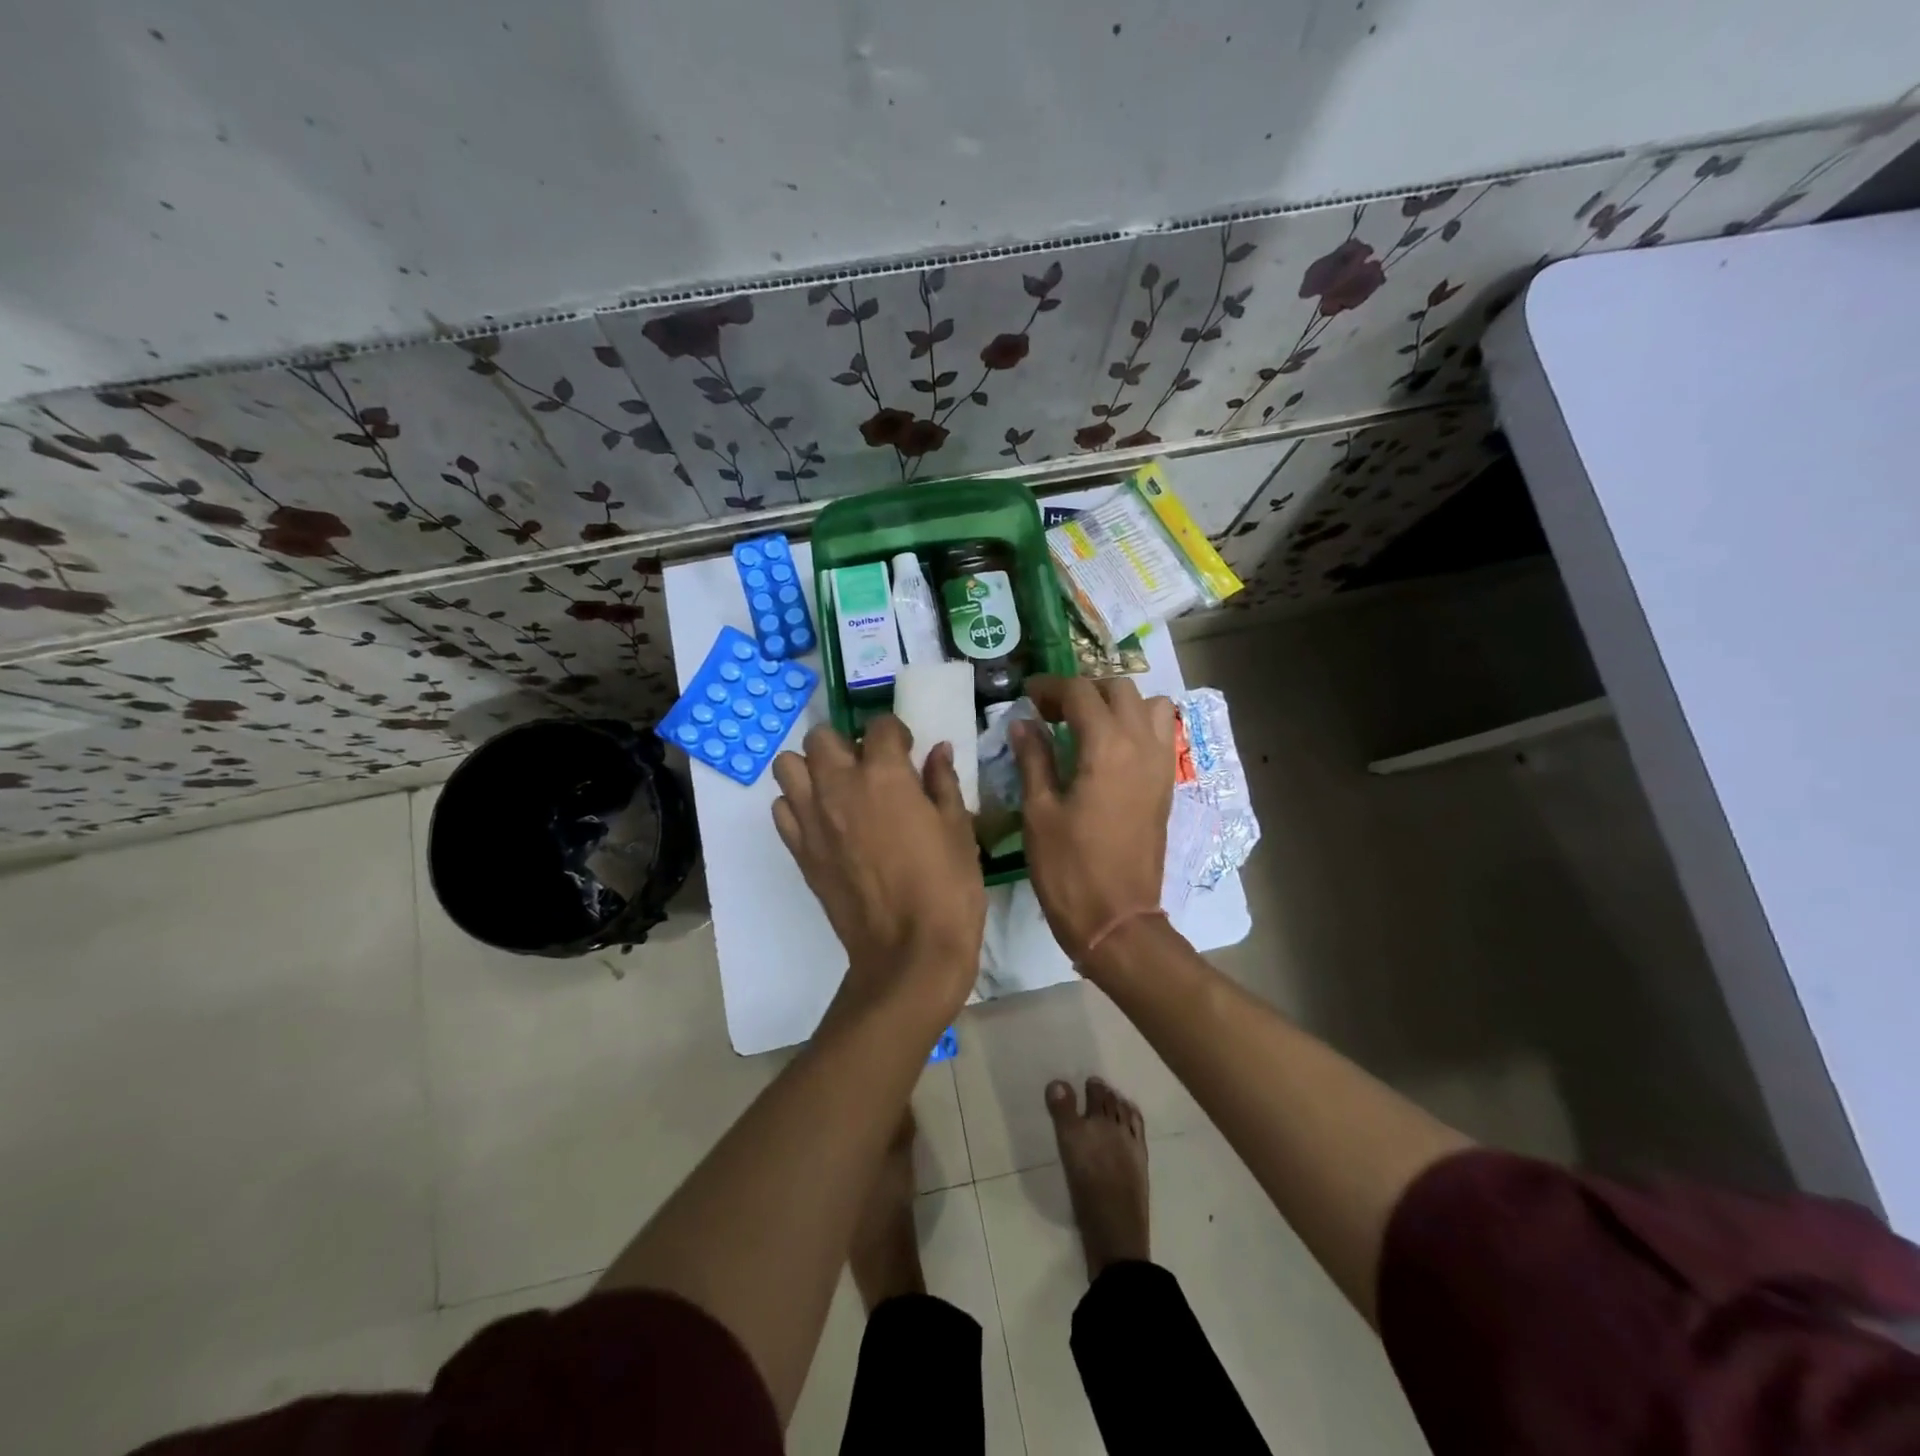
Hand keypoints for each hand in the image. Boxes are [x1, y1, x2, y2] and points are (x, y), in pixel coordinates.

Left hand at [772, 717, 985, 1025]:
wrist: (908, 953)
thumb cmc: (946, 888)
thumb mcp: (958, 829)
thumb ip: (944, 782)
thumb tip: (938, 752)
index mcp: (884, 775)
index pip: (880, 725)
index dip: (896, 732)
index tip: (908, 750)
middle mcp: (839, 786)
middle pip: (821, 737)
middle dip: (845, 743)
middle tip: (869, 767)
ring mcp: (812, 819)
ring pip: (788, 766)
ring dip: (812, 768)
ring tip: (839, 788)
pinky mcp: (800, 851)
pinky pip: (782, 809)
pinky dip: (798, 805)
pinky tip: (825, 821)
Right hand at [1013, 676, 1175, 963]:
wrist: (1117, 919)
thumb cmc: (1069, 868)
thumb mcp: (1039, 812)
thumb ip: (1033, 759)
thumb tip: (1023, 724)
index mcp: (1107, 747)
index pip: (1081, 693)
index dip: (1050, 687)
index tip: (1027, 696)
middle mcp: (1142, 746)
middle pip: (1120, 689)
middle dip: (1084, 690)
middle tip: (1052, 711)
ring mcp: (1161, 765)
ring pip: (1150, 706)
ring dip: (1118, 703)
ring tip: (1087, 724)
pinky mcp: (1166, 785)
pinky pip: (1161, 734)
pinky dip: (1138, 724)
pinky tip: (1109, 748)